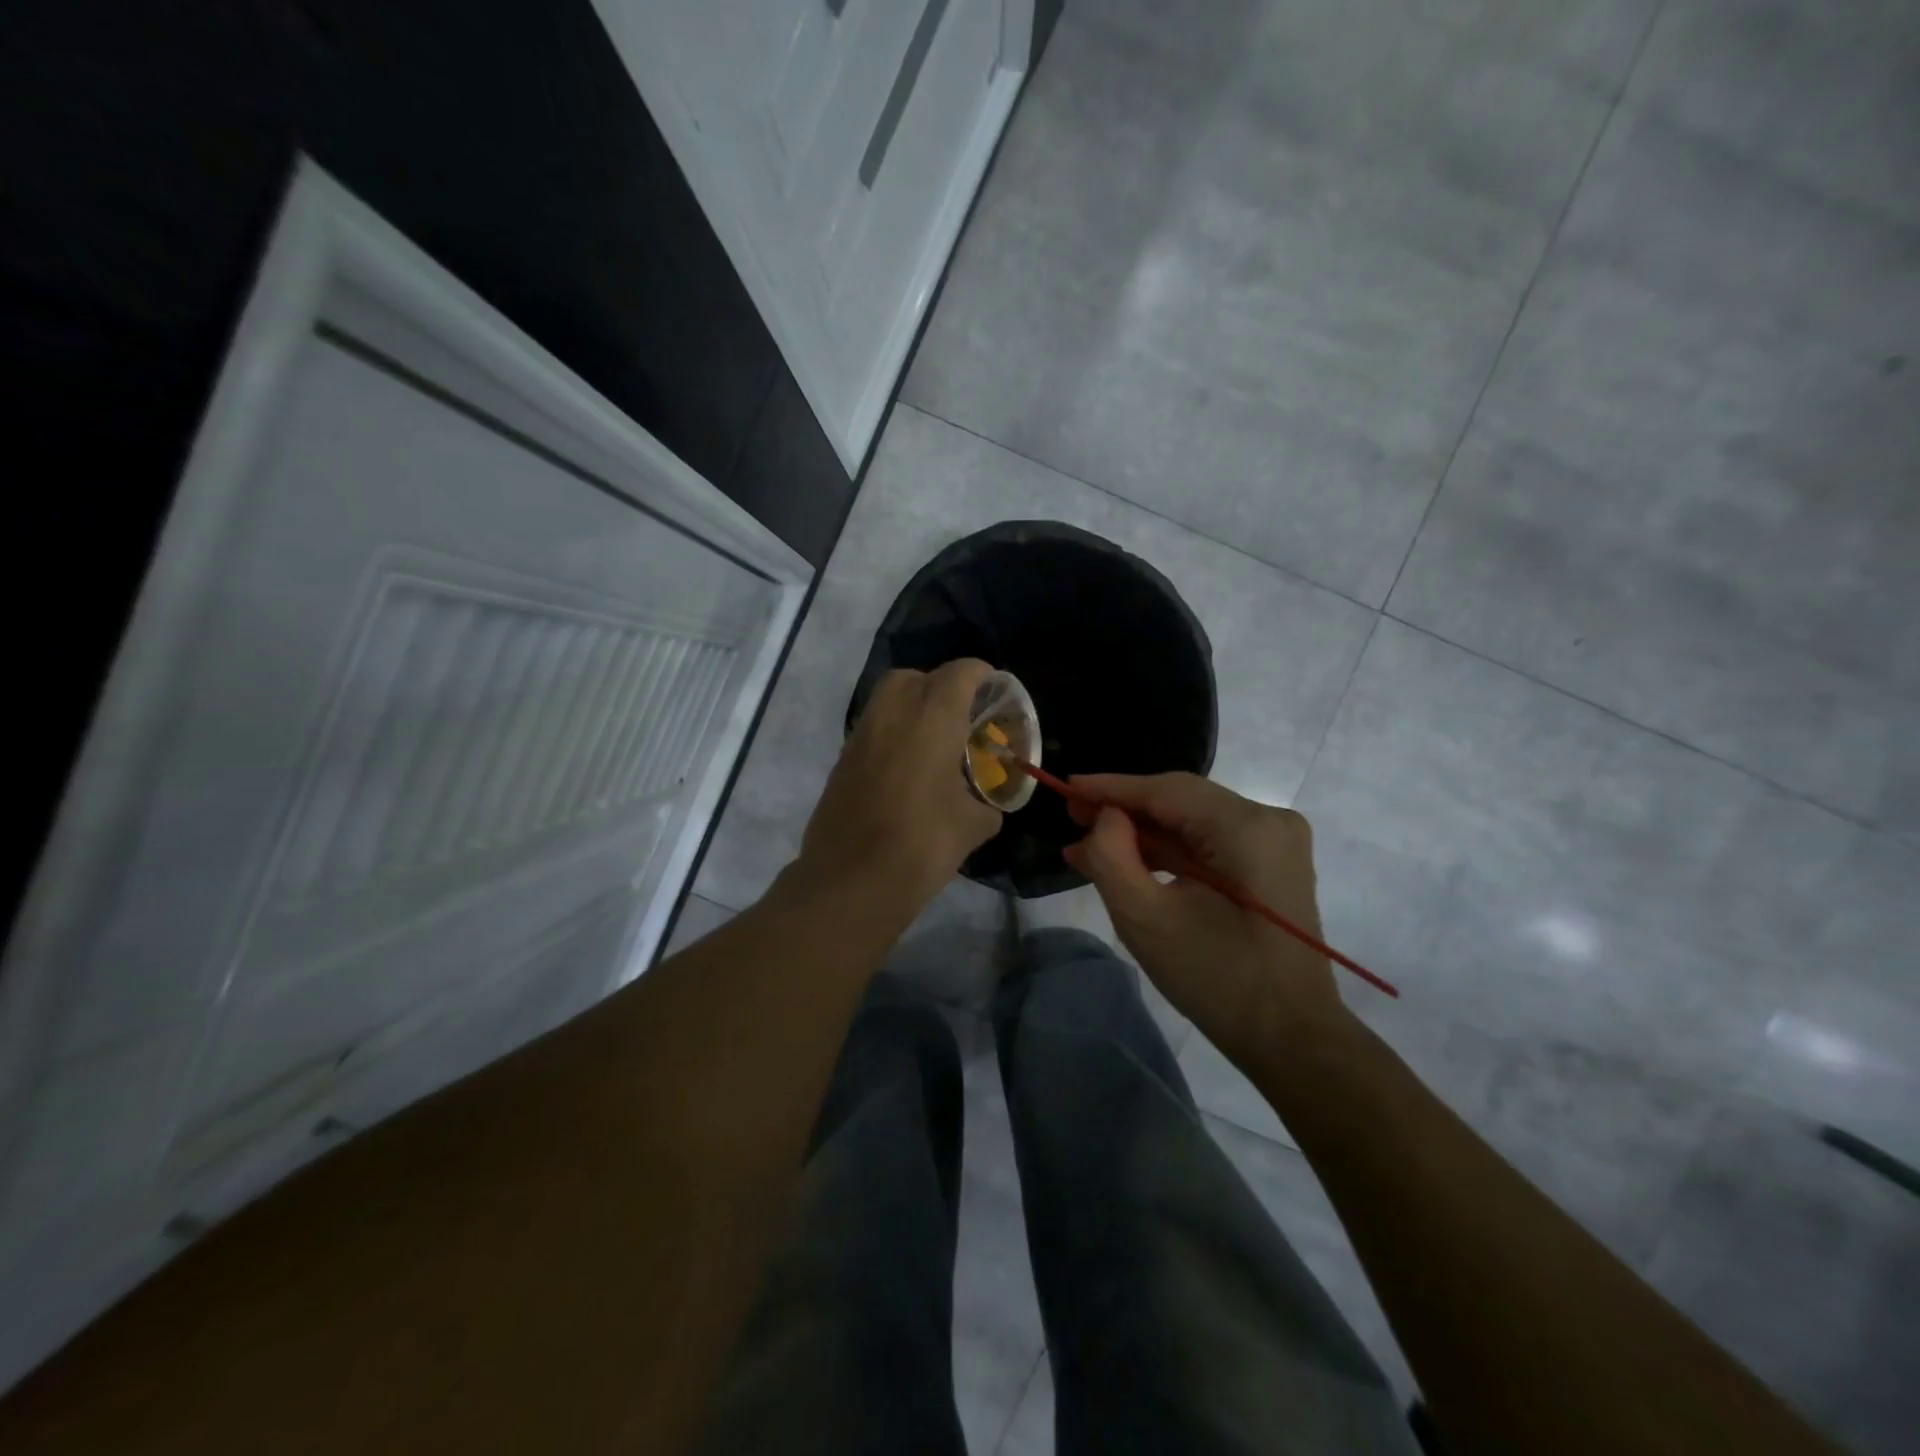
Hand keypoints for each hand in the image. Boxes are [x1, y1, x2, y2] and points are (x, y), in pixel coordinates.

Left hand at [789, 659, 1002, 912]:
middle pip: (918, 677)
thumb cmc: (922, 843)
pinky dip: (893, 736)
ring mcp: (862, 733)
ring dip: (914, 711)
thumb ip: (987, 804)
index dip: (984, 678)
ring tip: (936, 747)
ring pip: (890, 700)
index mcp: (933, 714)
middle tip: (962, 721)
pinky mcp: (842, 758)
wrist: (850, 881)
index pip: (963, 672)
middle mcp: (893, 710)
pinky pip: (874, 730)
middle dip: (942, 689)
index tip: (997, 698)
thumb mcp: (974, 826)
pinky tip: (908, 772)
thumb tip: (987, 807)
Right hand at [1063, 773, 1344, 1065]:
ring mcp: (1275, 841)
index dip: (1111, 787)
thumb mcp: (1146, 919)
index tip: (1065, 786)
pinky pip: (1209, 842)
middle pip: (1181, 801)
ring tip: (1087, 844)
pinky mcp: (1271, 863)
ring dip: (1142, 833)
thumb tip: (1105, 817)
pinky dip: (1168, 851)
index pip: (1167, 791)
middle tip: (1071, 815)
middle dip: (1124, 810)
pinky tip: (1128, 861)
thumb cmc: (1217, 980)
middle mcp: (1269, 820)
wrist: (1291, 1038)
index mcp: (1248, 829)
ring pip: (1192, 820)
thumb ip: (1112, 857)